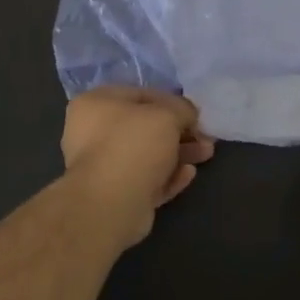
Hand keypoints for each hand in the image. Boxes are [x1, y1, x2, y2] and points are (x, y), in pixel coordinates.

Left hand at [61, 87, 215, 248]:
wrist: (110, 204)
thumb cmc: (133, 145)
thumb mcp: (167, 114)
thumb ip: (182, 108)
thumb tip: (188, 115)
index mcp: (95, 104)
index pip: (141, 95)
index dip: (172, 102)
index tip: (195, 114)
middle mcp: (93, 132)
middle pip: (146, 127)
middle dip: (180, 132)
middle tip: (205, 137)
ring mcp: (103, 166)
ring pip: (148, 155)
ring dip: (179, 154)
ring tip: (206, 154)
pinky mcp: (115, 195)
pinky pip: (147, 180)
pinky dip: (168, 176)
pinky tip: (188, 174)